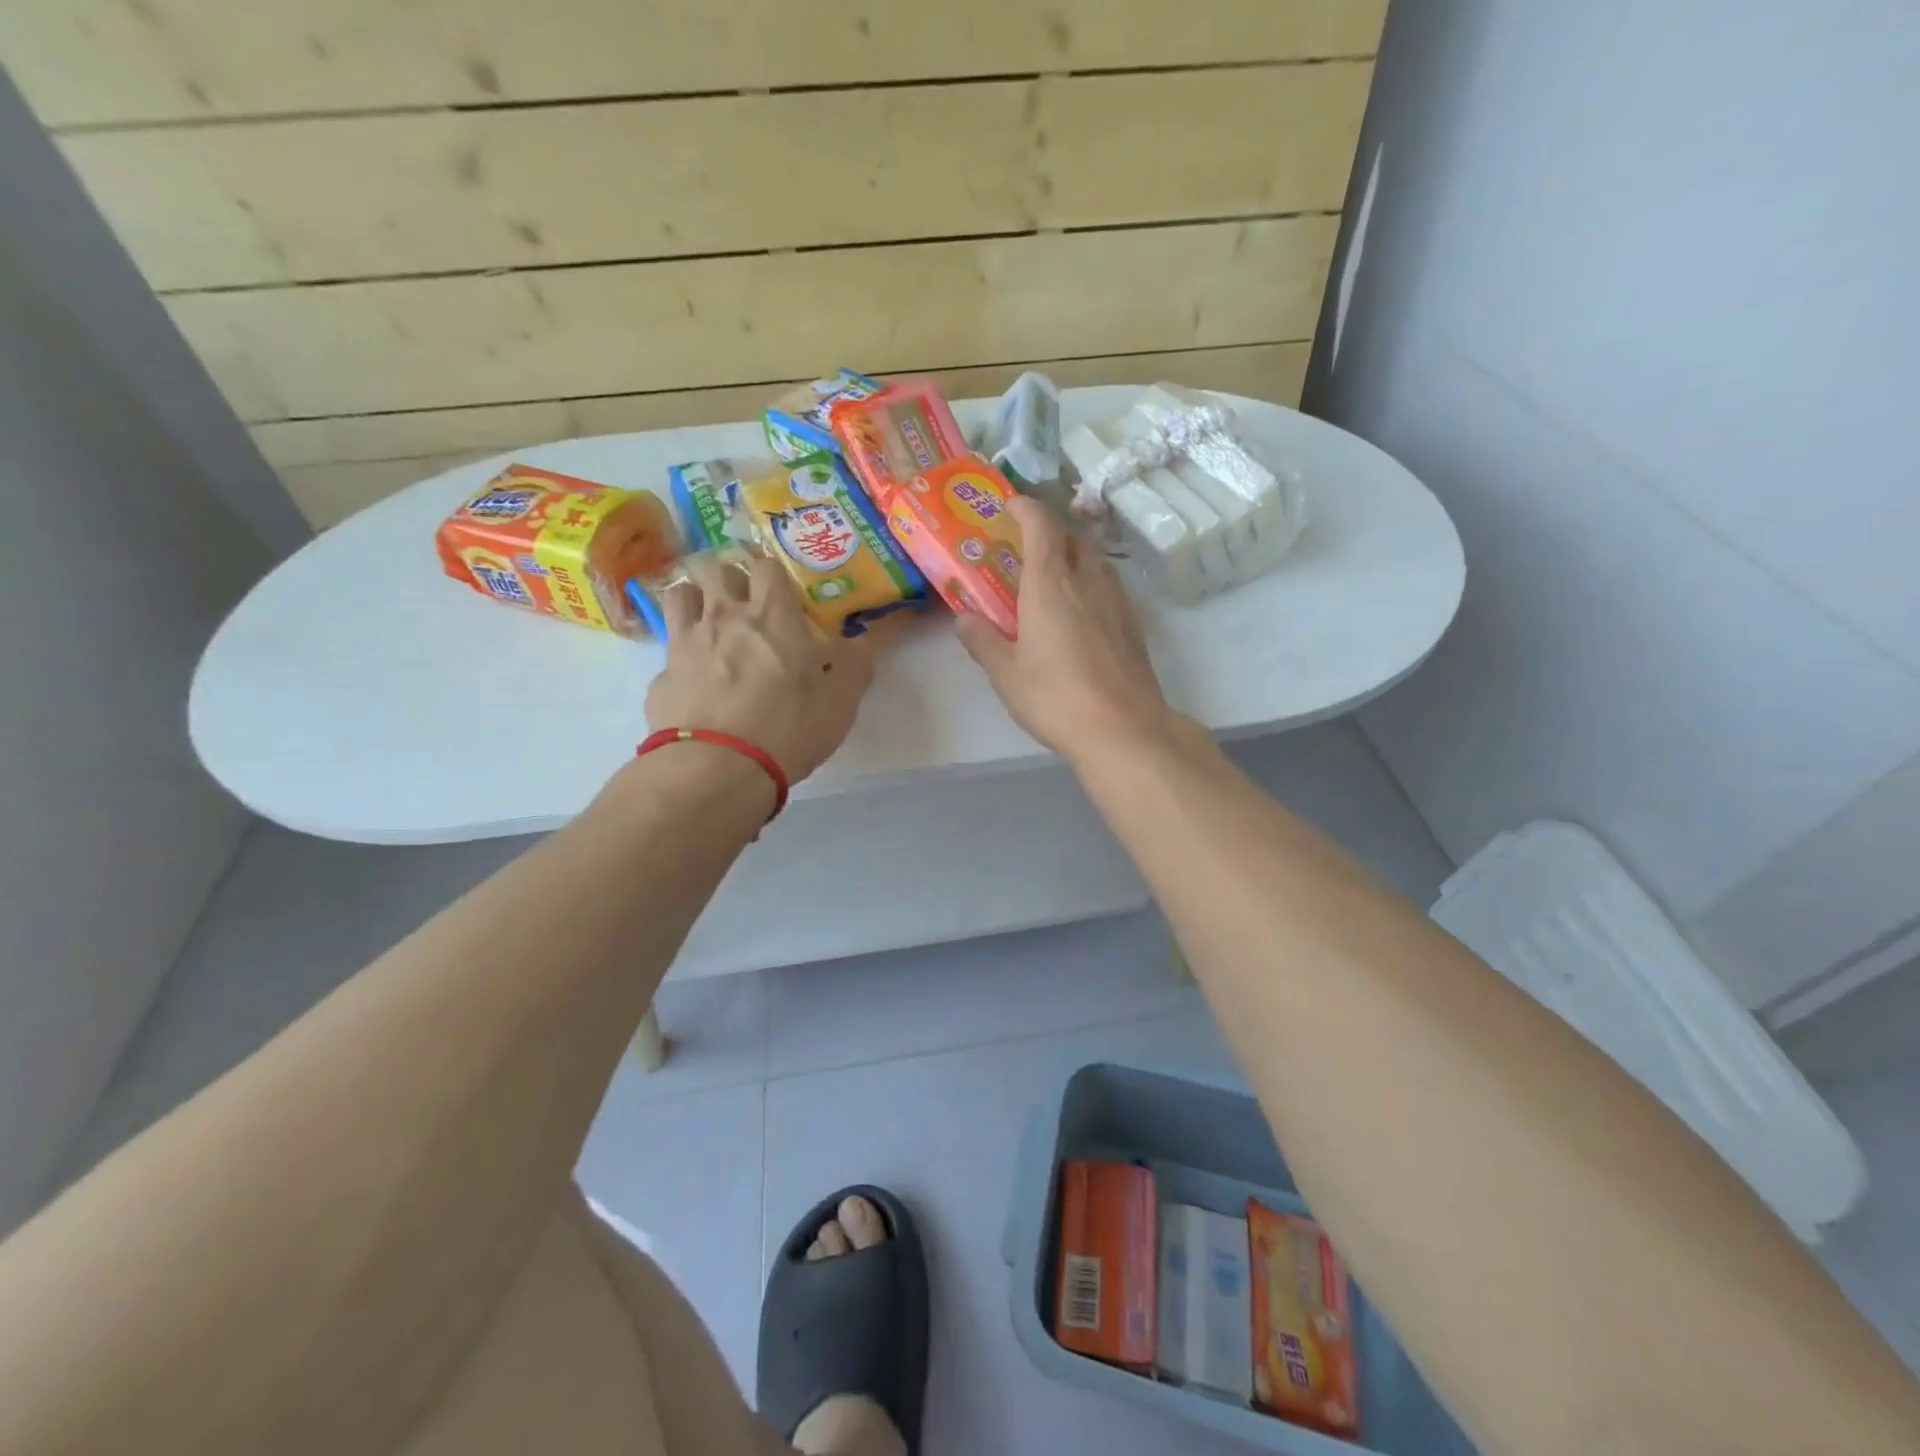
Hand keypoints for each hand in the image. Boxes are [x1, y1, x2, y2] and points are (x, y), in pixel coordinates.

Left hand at [644, 553, 874, 781]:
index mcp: (772, 615)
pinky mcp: (660, 676)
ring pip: (679, 596)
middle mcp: (724, 616)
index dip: (774, 573)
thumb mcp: (840, 702)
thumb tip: (861, 642)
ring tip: (708, 623)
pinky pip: (669, 651)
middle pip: (716, 570)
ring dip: (694, 601)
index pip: (767, 565)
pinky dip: (680, 657)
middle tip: (744, 603)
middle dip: (730, 578)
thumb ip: (855, 665)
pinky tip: (692, 680)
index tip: (783, 592)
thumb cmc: (788, 728)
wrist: (716, 768)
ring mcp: (685, 642)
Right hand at [955, 496, 1179, 758]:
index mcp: (1050, 584)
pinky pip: (1110, 588)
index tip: (1011, 504)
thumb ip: (983, 641)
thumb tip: (964, 619)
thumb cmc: (1055, 697)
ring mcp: (1117, 602)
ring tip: (1055, 578)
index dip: (1026, 508)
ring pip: (1096, 562)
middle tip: (1028, 547)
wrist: (1122, 728)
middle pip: (1073, 538)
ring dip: (1075, 557)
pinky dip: (1092, 585)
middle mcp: (1087, 582)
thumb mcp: (1005, 673)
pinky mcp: (1134, 626)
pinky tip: (1083, 612)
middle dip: (1051, 532)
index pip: (1041, 526)